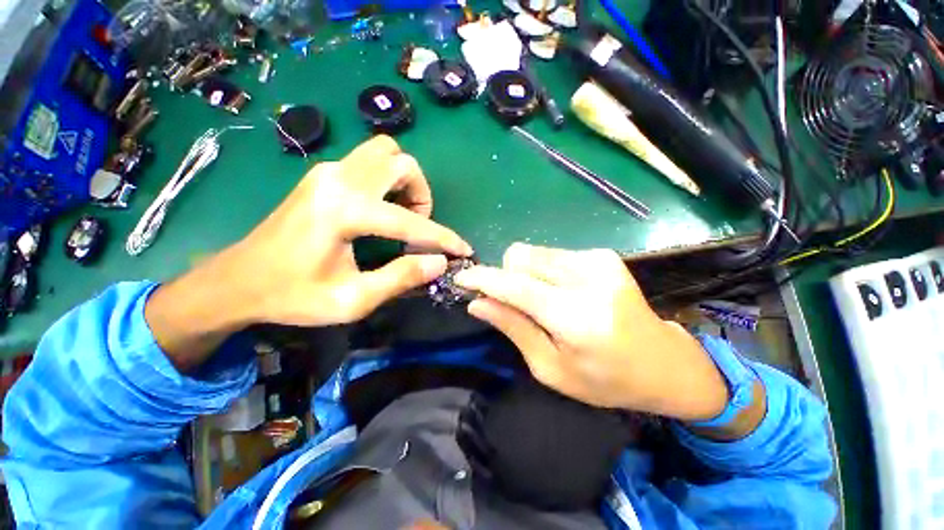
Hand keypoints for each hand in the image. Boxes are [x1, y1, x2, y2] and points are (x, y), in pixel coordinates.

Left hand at [226, 134, 471, 325]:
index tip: (462, 250)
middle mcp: (338, 180)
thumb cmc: (292, 295)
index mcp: (343, 211)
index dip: (442, 237)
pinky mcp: (322, 175)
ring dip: (404, 181)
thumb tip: (439, 262)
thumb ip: (401, 278)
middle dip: (421, 195)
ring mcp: (327, 171)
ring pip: (384, 153)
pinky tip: (382, 208)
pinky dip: (387, 180)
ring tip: (402, 214)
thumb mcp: (352, 299)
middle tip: (418, 225)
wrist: (238, 281)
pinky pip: (368, 162)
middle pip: (400, 162)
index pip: (410, 220)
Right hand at [456, 244, 728, 421]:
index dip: (483, 279)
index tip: (461, 278)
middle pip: (520, 257)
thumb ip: (513, 329)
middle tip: (518, 304)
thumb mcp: (551, 369)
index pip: (515, 286)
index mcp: (576, 317)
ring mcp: (599, 260)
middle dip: (507, 277)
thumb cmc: (605, 379)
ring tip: (545, 300)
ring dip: (526, 274)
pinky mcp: (603, 254)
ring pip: (534, 252)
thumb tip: (477, 303)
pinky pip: (552, 254)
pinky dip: (545, 271)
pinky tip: (563, 292)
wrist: (663, 361)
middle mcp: (588, 279)